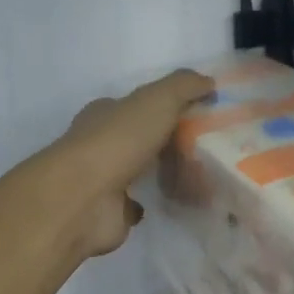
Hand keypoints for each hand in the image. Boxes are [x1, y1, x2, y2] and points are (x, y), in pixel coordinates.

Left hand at [43, 68, 214, 258]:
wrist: (85, 199)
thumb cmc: (118, 141)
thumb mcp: (157, 100)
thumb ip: (183, 86)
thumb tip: (208, 81)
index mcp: (105, 114)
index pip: (136, 105)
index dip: (166, 106)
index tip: (198, 113)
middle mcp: (101, 143)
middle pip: (141, 139)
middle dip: (170, 142)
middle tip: (208, 149)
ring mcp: (104, 180)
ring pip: (141, 171)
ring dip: (167, 173)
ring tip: (203, 176)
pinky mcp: (111, 212)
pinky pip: (139, 204)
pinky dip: (154, 201)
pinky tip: (177, 201)